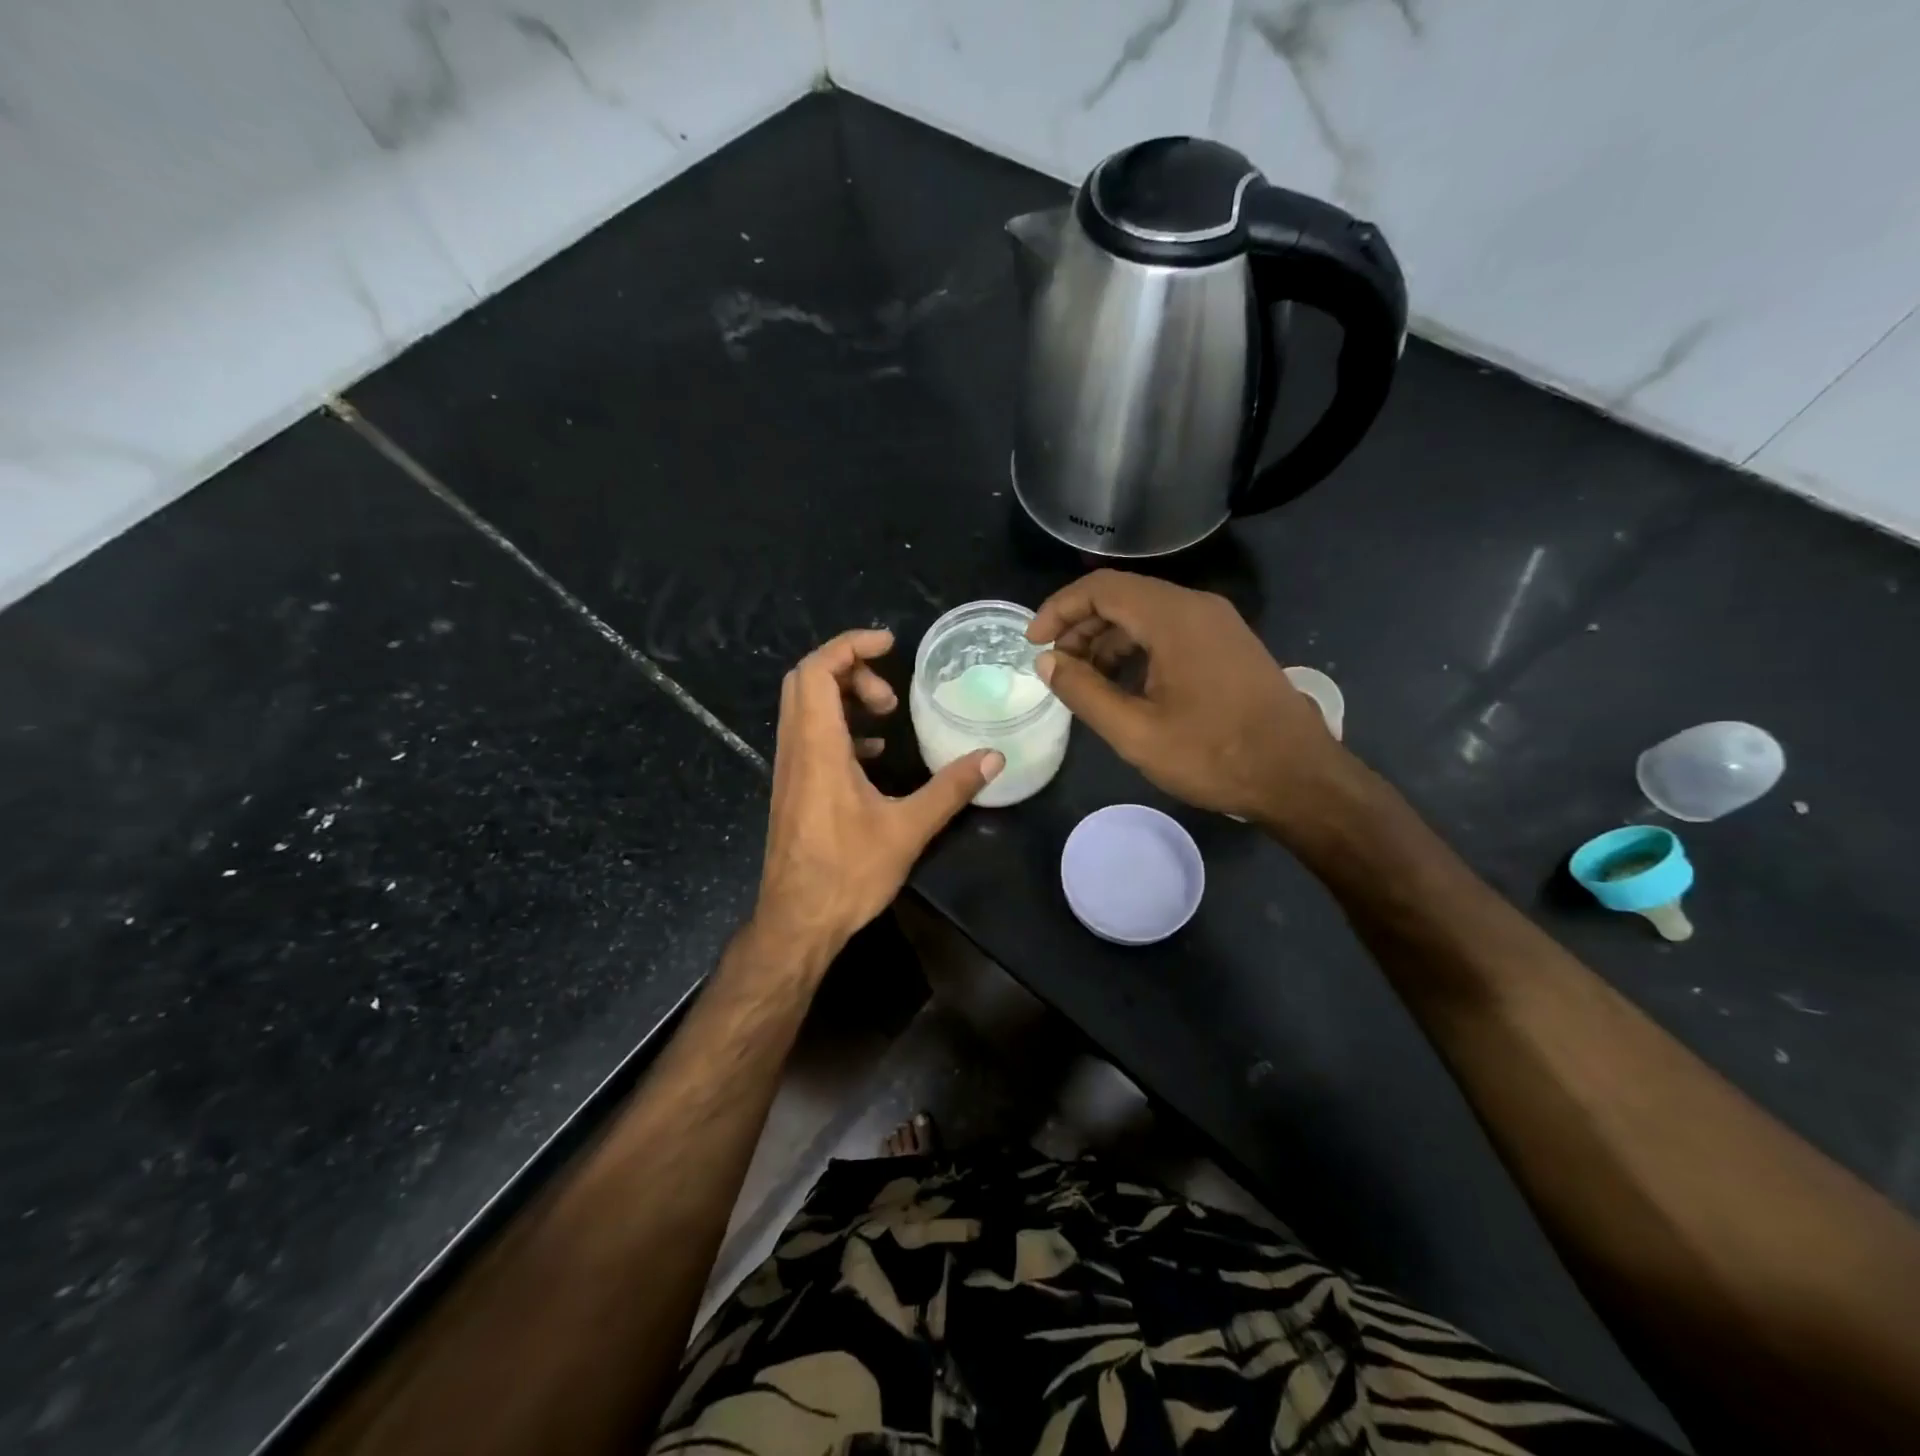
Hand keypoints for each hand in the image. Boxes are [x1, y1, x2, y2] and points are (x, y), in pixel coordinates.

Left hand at [753, 628, 1002, 957]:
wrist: (797, 921)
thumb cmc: (848, 874)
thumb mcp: (907, 830)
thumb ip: (950, 789)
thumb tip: (992, 758)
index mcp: (818, 748)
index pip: (817, 670)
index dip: (850, 644)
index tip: (890, 644)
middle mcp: (796, 748)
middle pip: (806, 679)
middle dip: (850, 668)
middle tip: (890, 691)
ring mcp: (790, 768)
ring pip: (804, 706)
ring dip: (843, 695)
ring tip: (886, 715)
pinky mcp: (793, 787)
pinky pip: (808, 734)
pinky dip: (837, 725)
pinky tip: (872, 752)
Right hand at [1028, 570, 1347, 827]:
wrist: (1299, 777)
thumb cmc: (1214, 756)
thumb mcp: (1136, 732)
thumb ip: (1084, 692)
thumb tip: (1048, 662)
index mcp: (1174, 618)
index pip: (1101, 588)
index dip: (1060, 610)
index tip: (1033, 643)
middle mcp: (1197, 607)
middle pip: (1123, 596)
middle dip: (1081, 626)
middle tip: (1057, 667)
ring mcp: (1218, 624)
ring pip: (1146, 614)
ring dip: (1108, 640)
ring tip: (1085, 681)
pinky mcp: (1228, 644)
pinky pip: (1170, 631)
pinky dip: (1137, 649)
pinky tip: (1125, 686)